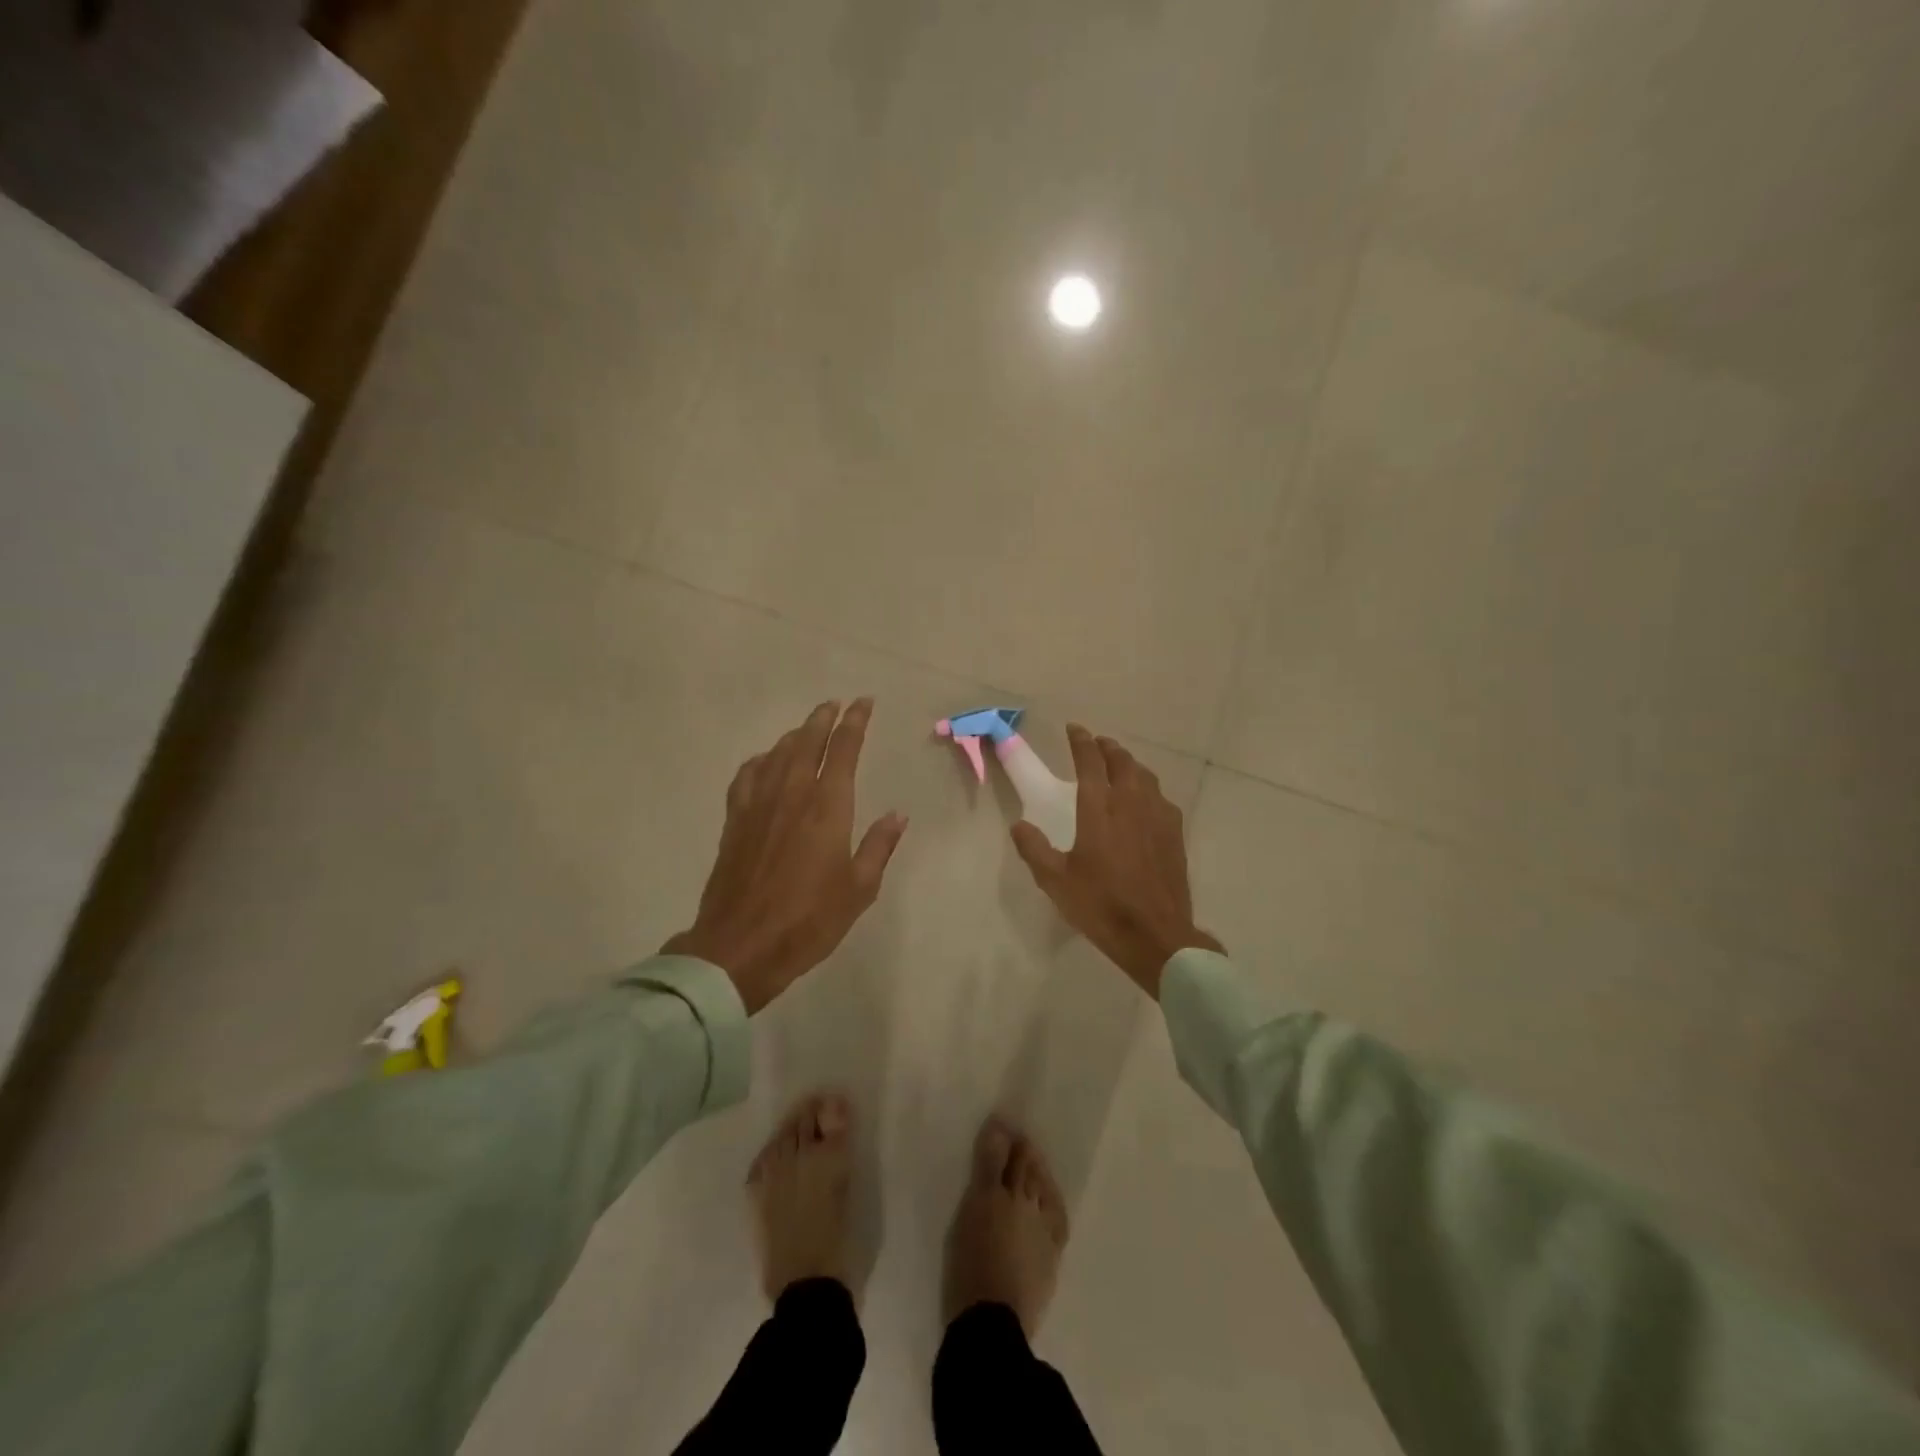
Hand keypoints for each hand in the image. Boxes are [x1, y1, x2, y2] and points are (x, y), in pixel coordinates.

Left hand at [664, 699, 907, 1013]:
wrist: (741, 945)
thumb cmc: (809, 920)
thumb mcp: (859, 889)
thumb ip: (878, 846)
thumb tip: (898, 815)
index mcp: (828, 807)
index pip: (844, 750)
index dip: (855, 723)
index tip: (863, 703)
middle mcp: (792, 794)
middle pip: (807, 741)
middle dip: (823, 718)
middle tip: (835, 704)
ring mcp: (759, 804)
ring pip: (778, 753)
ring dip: (795, 734)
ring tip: (807, 727)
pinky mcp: (735, 820)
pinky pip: (748, 775)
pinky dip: (761, 760)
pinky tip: (766, 762)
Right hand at [1011, 725, 1221, 997]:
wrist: (1155, 934)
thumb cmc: (1101, 905)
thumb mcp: (1056, 881)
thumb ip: (1034, 849)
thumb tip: (1018, 826)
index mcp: (1099, 809)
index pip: (1090, 762)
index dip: (1081, 741)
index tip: (1074, 729)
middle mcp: (1130, 803)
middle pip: (1122, 761)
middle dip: (1107, 748)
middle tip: (1096, 744)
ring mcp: (1157, 816)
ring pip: (1144, 776)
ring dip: (1129, 764)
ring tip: (1119, 766)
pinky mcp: (1174, 833)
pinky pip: (1160, 797)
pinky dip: (1147, 788)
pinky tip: (1144, 801)